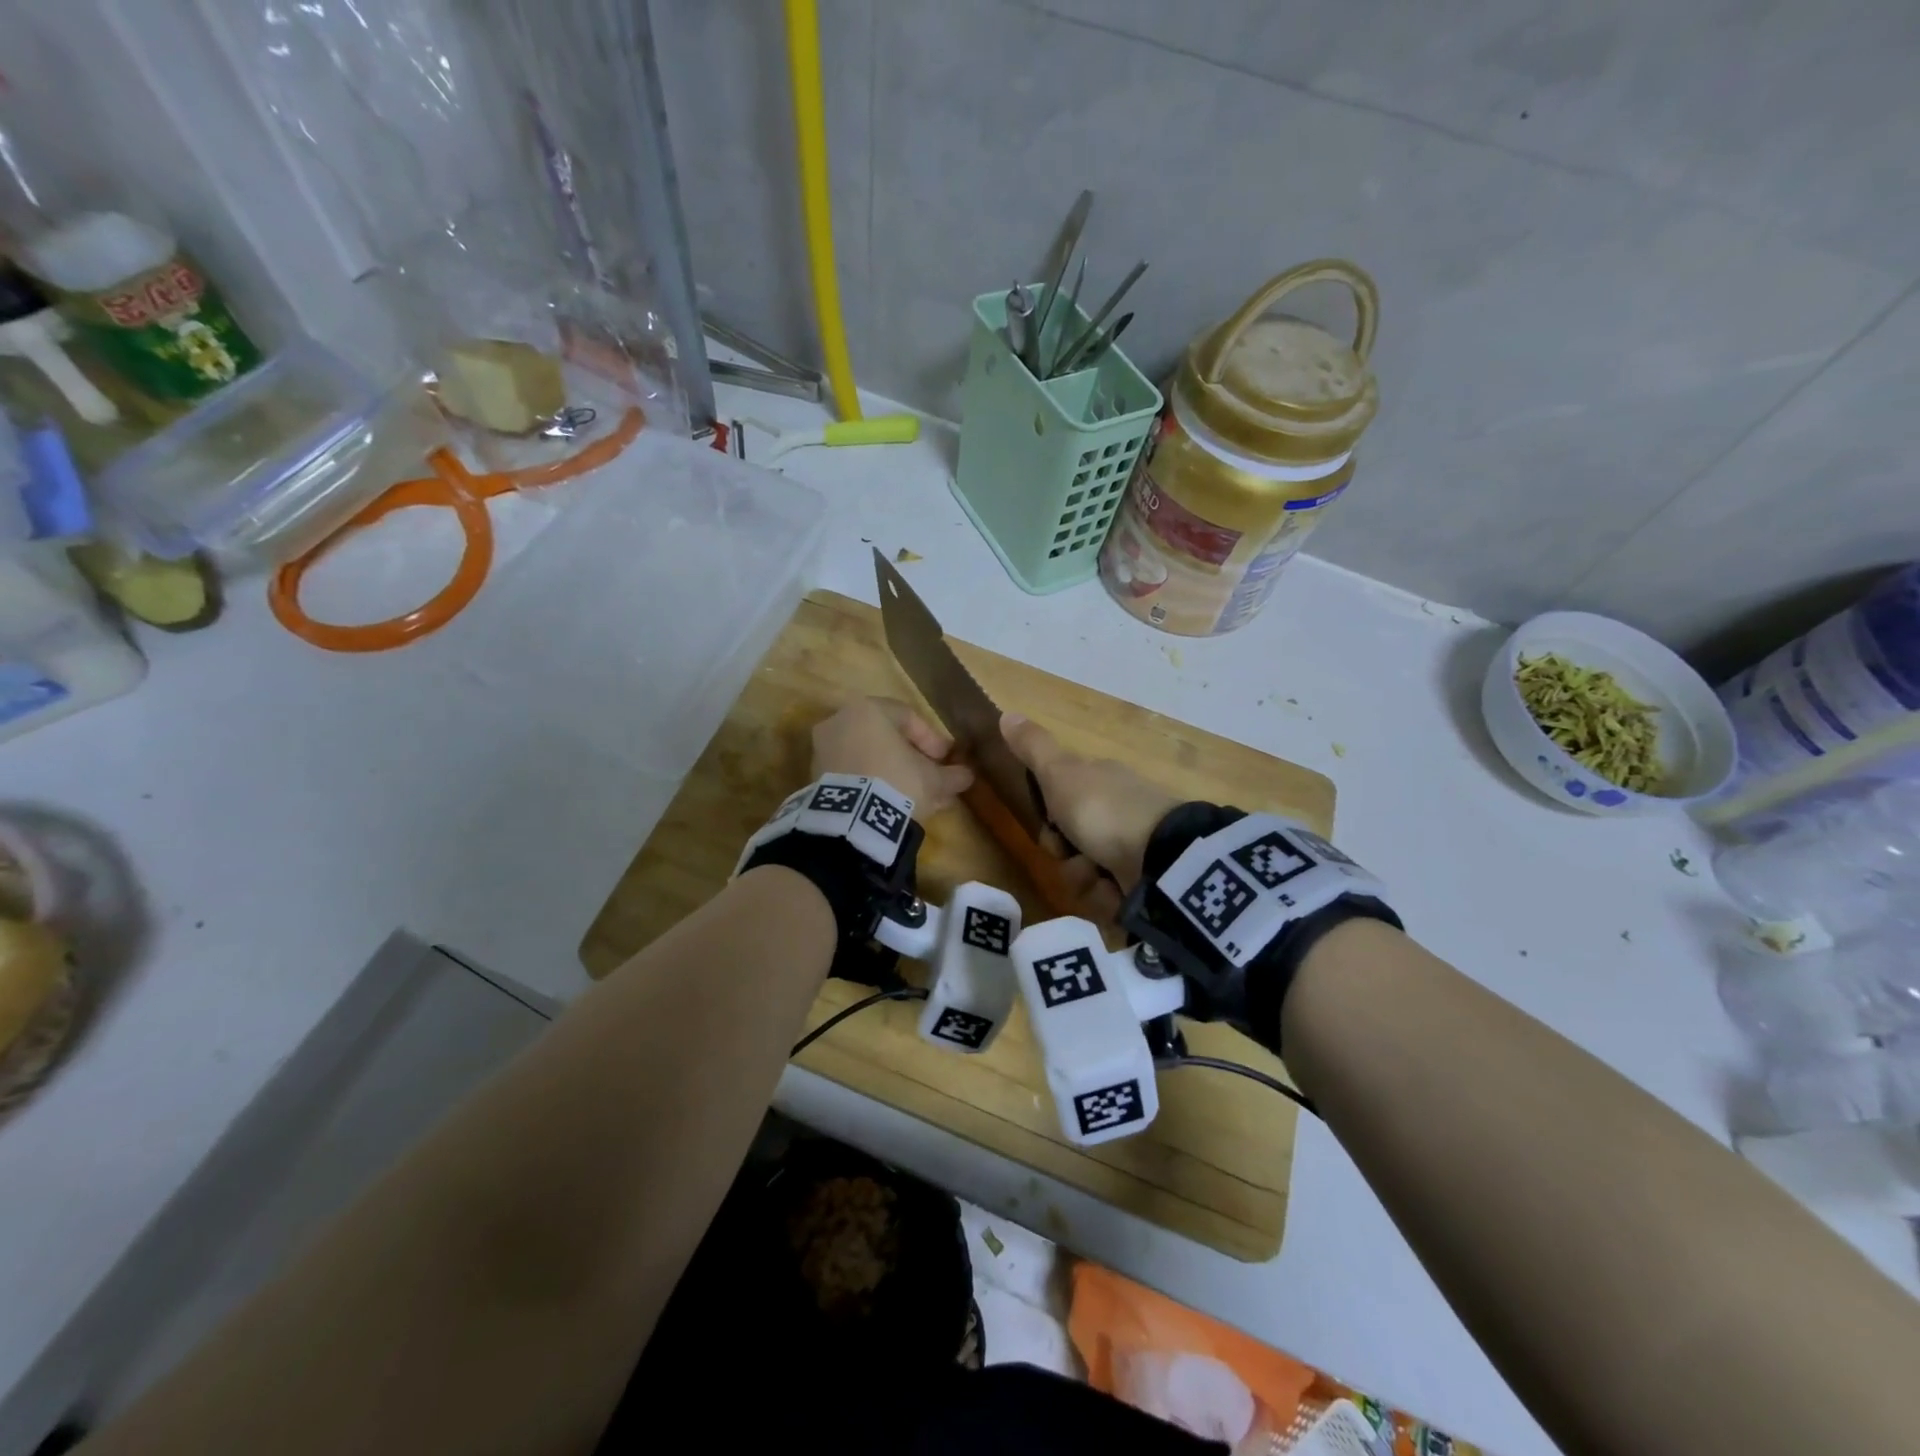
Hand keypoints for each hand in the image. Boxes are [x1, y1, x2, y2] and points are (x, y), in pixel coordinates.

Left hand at [811, 698, 973, 819]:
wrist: (851, 820)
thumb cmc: (897, 782)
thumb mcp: (933, 780)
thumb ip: (951, 774)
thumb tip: (966, 775)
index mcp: (868, 710)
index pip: (907, 717)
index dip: (932, 739)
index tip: (946, 760)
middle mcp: (841, 721)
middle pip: (885, 737)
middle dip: (911, 759)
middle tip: (931, 779)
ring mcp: (823, 749)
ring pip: (868, 756)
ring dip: (892, 773)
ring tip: (915, 797)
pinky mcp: (815, 777)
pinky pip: (852, 773)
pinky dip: (871, 783)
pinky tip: (890, 804)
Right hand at [1001, 713, 1180, 888]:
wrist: (1160, 856)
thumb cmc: (1102, 809)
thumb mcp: (1060, 773)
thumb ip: (1033, 748)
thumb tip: (1005, 713)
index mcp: (1102, 782)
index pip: (1063, 803)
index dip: (1049, 820)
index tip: (1049, 826)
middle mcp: (1119, 812)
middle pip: (1073, 843)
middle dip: (1067, 857)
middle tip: (1070, 853)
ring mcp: (1137, 848)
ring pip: (1089, 874)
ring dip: (1085, 880)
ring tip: (1099, 877)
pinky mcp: (1149, 882)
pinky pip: (1112, 896)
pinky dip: (1109, 897)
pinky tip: (1117, 891)